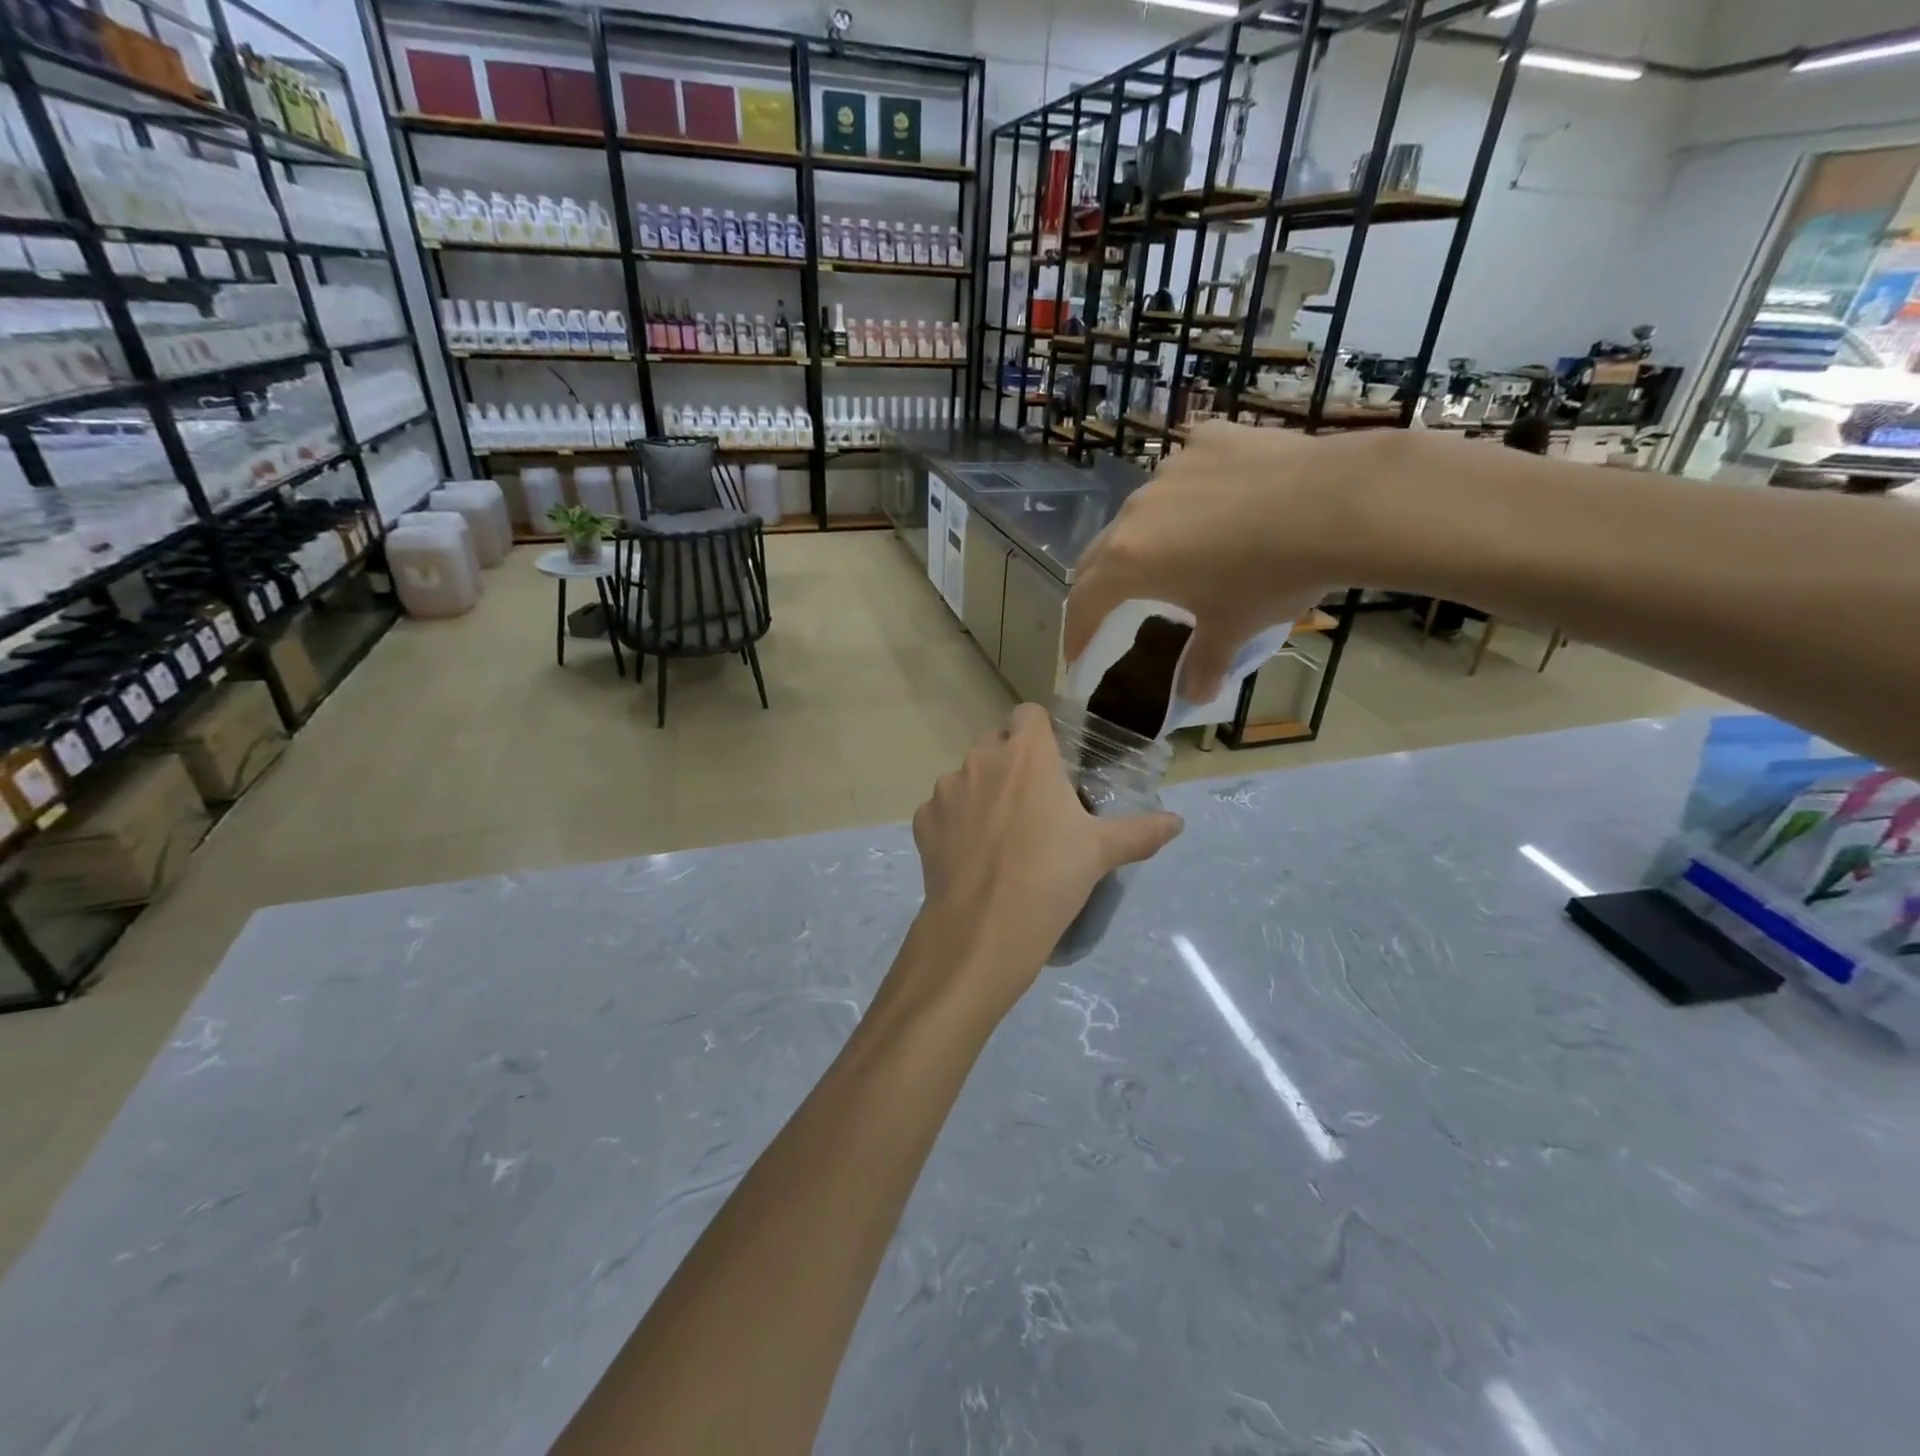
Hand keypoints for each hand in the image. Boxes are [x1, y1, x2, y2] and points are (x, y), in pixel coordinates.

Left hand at [900, 703, 1181, 1024]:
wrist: (984, 928)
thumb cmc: (1051, 877)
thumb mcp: (1102, 852)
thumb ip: (1141, 831)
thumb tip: (1177, 823)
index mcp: (1026, 753)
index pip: (1028, 714)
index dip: (1040, 733)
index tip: (1052, 764)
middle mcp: (981, 759)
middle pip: (996, 744)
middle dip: (1011, 764)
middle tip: (1033, 805)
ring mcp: (946, 788)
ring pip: (966, 776)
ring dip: (982, 792)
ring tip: (1000, 837)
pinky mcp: (923, 820)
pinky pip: (942, 810)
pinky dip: (955, 823)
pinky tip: (972, 857)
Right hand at [1066, 421, 1386, 699]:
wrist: (1339, 503)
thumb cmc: (1271, 576)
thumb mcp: (1234, 627)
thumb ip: (1206, 662)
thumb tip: (1198, 696)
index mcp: (1129, 561)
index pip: (1084, 602)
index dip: (1077, 633)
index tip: (1077, 654)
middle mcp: (1136, 511)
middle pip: (1099, 553)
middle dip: (1100, 585)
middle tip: (1111, 607)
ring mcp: (1170, 469)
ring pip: (1142, 511)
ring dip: (1145, 538)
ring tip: (1175, 552)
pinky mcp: (1207, 440)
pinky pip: (1184, 474)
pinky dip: (1190, 496)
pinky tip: (1221, 504)